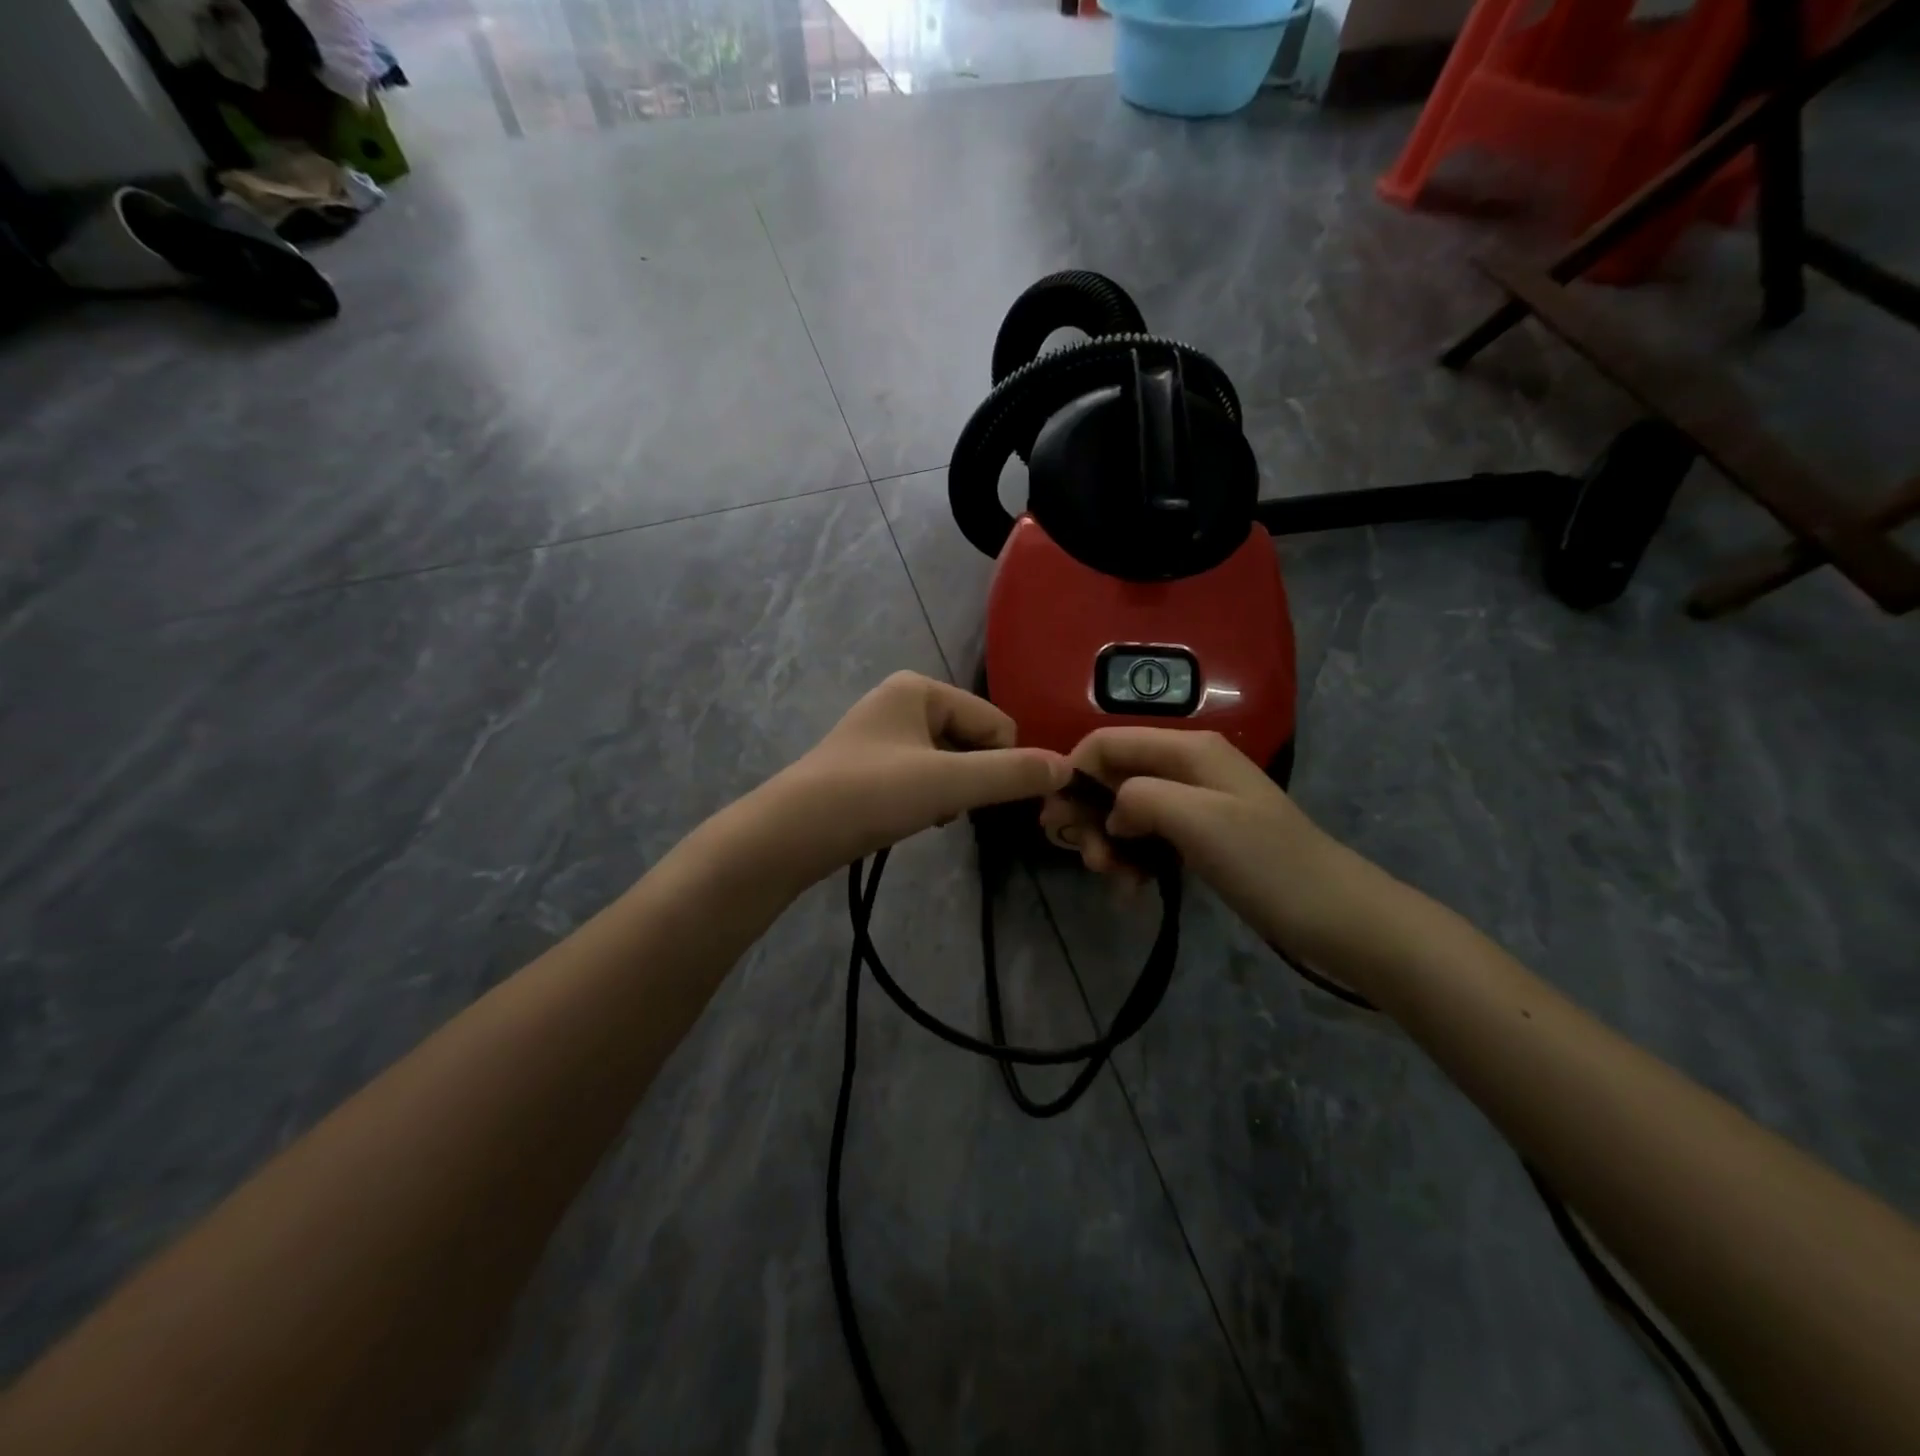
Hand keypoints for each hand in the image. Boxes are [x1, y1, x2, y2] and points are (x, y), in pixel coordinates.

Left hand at [765, 672, 1068, 876]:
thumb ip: (1011, 774)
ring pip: (950, 761)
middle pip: (973, 740)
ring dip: (952, 791)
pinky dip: (928, 798)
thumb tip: (1068, 767)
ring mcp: (884, 732)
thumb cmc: (870, 795)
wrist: (789, 835)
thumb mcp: (948, 783)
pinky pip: (924, 775)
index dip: (1001, 763)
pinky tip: (912, 819)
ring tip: (927, 815)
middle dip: (972, 778)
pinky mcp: (872, 765)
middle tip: (947, 808)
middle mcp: (902, 700)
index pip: (995, 722)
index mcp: (920, 688)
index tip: (981, 799)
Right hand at [1040, 728, 1361, 957]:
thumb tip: (1112, 811)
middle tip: (1089, 860)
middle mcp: (1187, 767)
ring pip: (1127, 811)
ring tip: (1114, 881)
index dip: (1074, 772)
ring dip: (1110, 844)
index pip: (1107, 742)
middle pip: (1114, 776)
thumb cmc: (1266, 862)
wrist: (1335, 915)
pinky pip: (1149, 838)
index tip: (1056, 819)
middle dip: (1091, 815)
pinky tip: (1133, 890)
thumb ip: (1140, 797)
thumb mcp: (1198, 820)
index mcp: (1187, 749)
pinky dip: (1133, 860)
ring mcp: (1196, 803)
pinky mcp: (1201, 836)